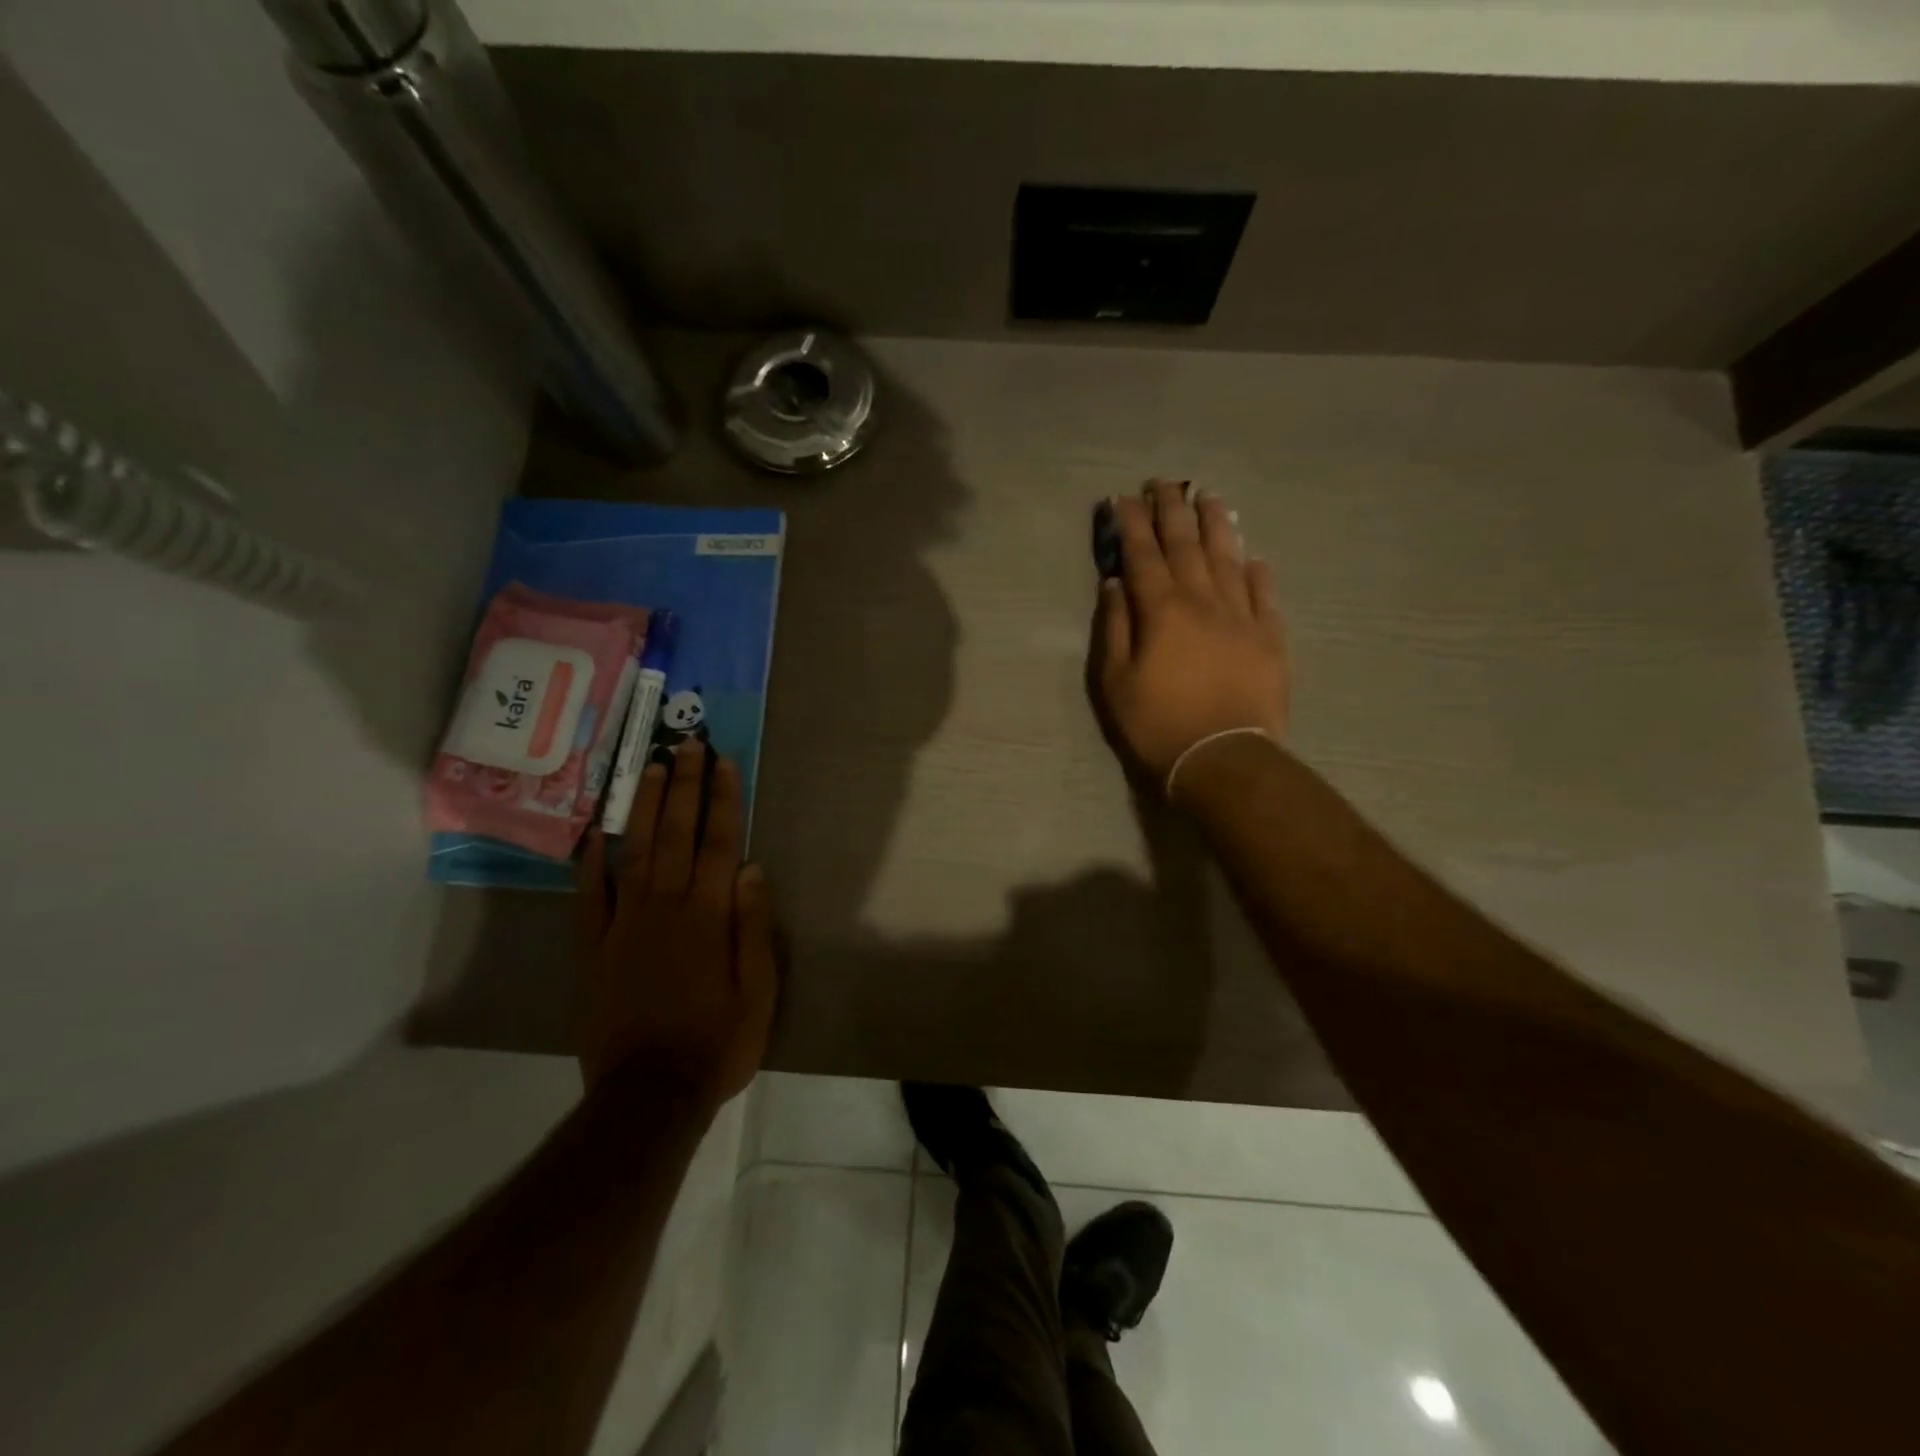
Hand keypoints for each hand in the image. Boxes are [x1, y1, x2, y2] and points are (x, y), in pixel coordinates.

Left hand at [575, 743, 778, 1112]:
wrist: (649, 1097)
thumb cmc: (717, 1044)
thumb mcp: (759, 993)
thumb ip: (753, 928)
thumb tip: (753, 870)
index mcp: (709, 917)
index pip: (720, 843)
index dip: (723, 799)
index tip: (723, 762)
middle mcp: (666, 908)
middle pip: (678, 835)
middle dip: (685, 786)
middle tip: (687, 744)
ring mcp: (625, 926)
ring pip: (637, 853)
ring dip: (646, 808)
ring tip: (652, 769)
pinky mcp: (594, 950)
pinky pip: (590, 899)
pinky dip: (590, 864)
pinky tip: (594, 834)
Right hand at [1092, 480, 1288, 787]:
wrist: (1222, 757)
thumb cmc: (1157, 724)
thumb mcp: (1114, 682)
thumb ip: (1114, 628)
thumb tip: (1115, 584)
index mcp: (1162, 610)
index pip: (1143, 555)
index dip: (1133, 524)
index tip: (1124, 498)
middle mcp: (1203, 601)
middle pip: (1186, 545)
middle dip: (1172, 510)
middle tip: (1164, 483)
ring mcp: (1242, 616)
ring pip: (1229, 558)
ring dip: (1216, 525)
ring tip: (1209, 498)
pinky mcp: (1270, 637)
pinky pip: (1264, 593)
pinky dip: (1256, 571)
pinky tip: (1252, 556)